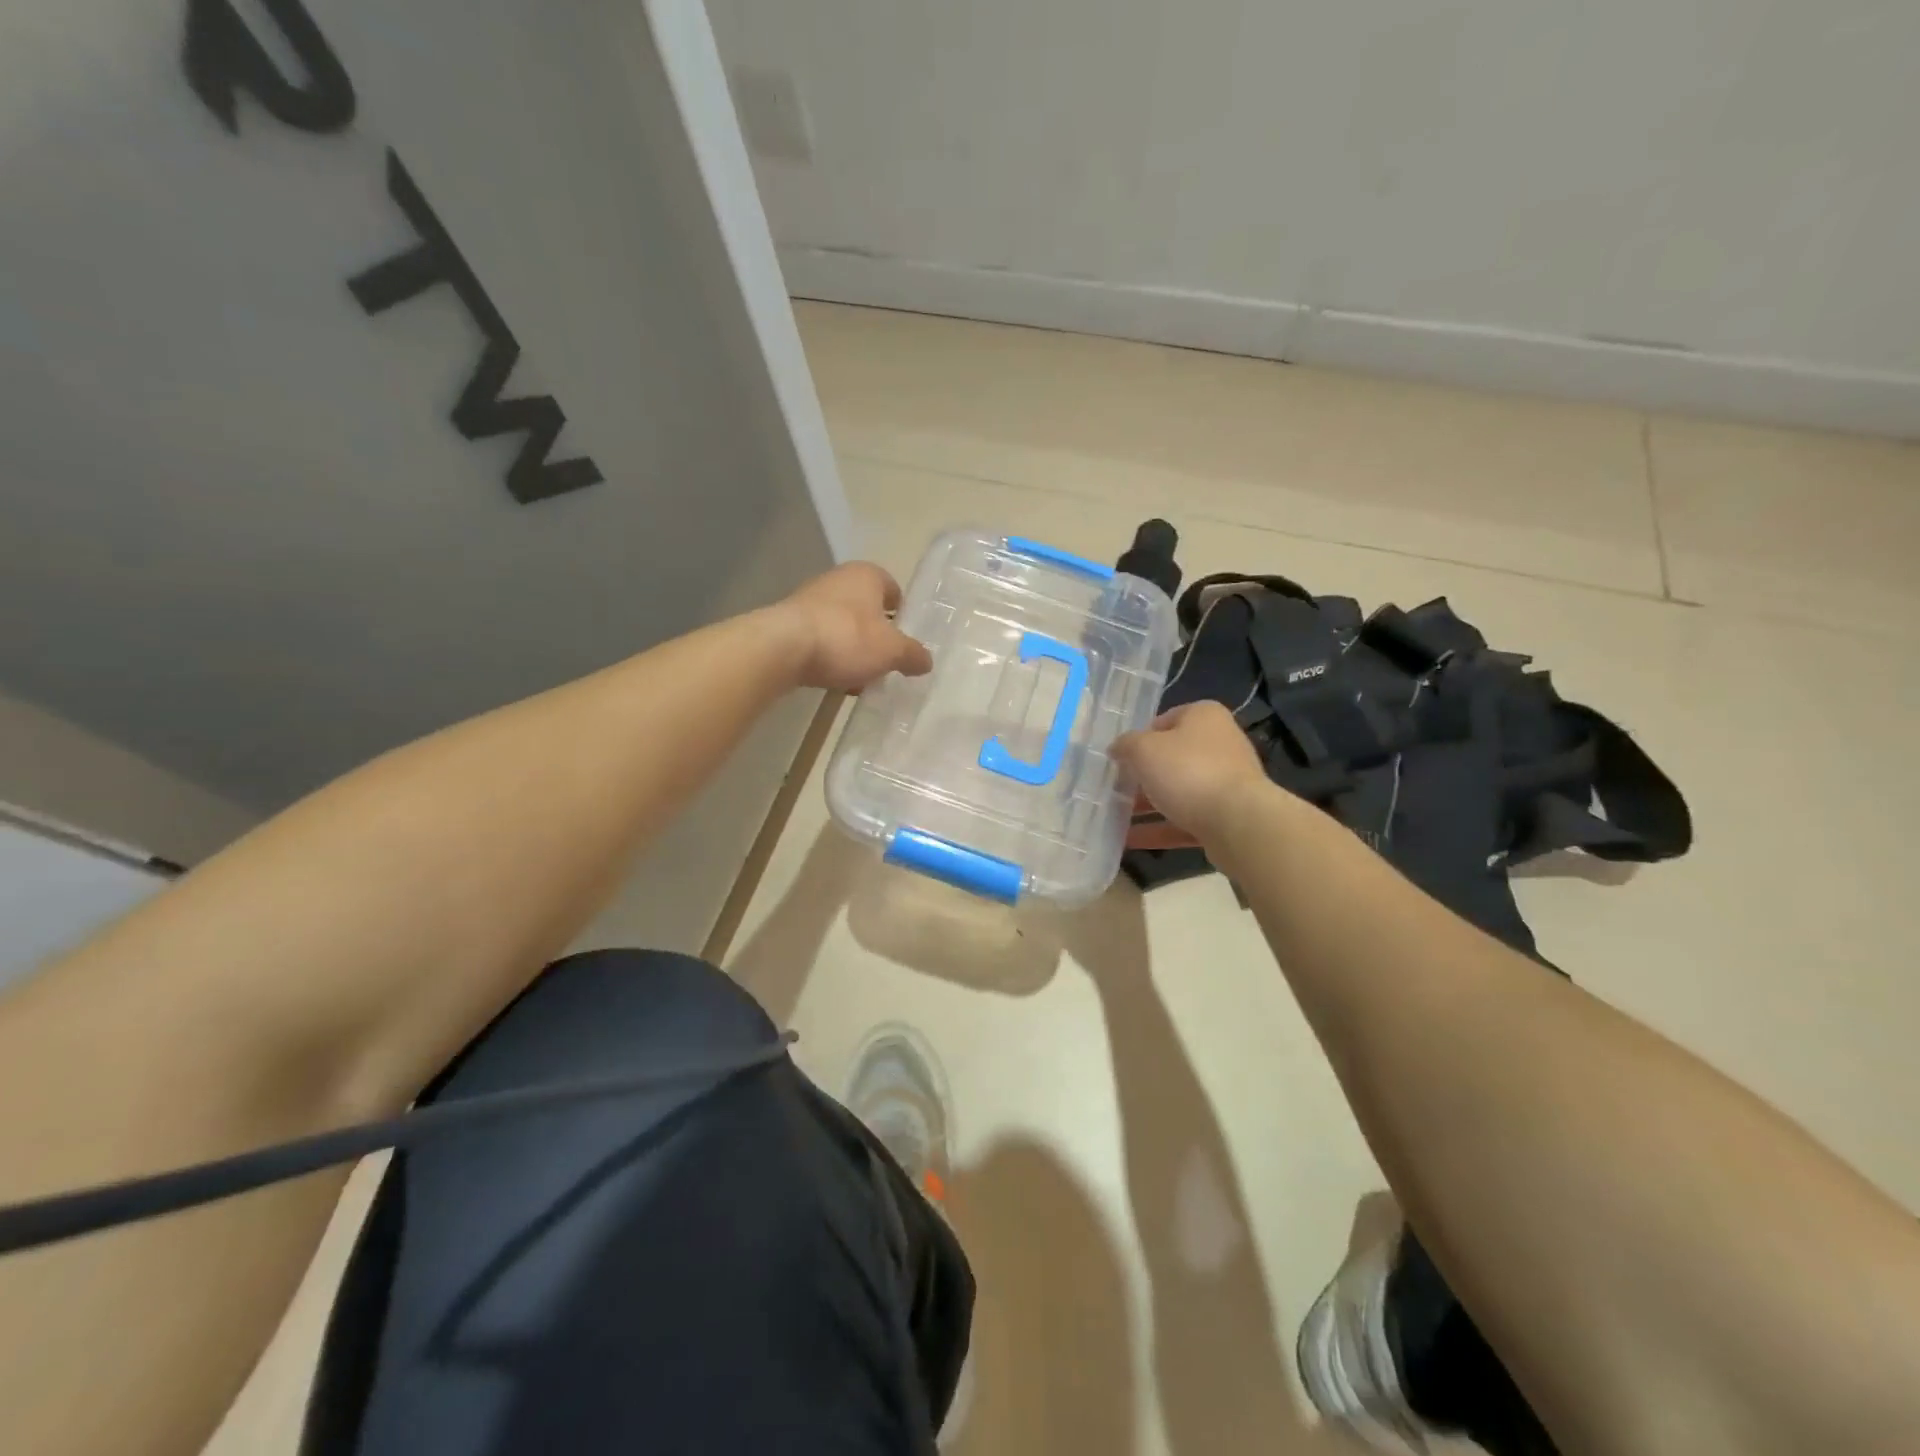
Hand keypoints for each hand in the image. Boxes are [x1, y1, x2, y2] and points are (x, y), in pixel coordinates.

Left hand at [779, 562, 933, 692]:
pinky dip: (829, 655)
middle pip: (866, 608)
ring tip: (860, 676)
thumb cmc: (846, 638)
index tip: (904, 641)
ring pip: (843, 625)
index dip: (902, 614)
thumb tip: (926, 661)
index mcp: (867, 574)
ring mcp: (810, 598)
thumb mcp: (891, 651)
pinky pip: (820, 638)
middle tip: (885, 662)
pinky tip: (834, 678)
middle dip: (876, 635)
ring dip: (852, 648)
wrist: (783, 647)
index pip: (893, 589)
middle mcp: (838, 578)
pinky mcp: (789, 621)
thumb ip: (912, 655)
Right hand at [1111, 701, 1270, 840]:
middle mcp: (1219, 745)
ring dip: (1147, 805)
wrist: (1239, 822)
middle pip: (1171, 758)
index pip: (1165, 720)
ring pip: (1178, 792)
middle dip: (1141, 775)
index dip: (1139, 738)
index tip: (1119, 758)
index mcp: (1204, 717)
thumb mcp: (1143, 749)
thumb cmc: (1188, 771)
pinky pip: (1185, 821)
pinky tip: (1129, 840)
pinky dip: (1159, 829)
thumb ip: (1125, 745)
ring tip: (1114, 817)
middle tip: (1113, 788)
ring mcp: (1225, 784)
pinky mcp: (1226, 818)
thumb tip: (1117, 749)